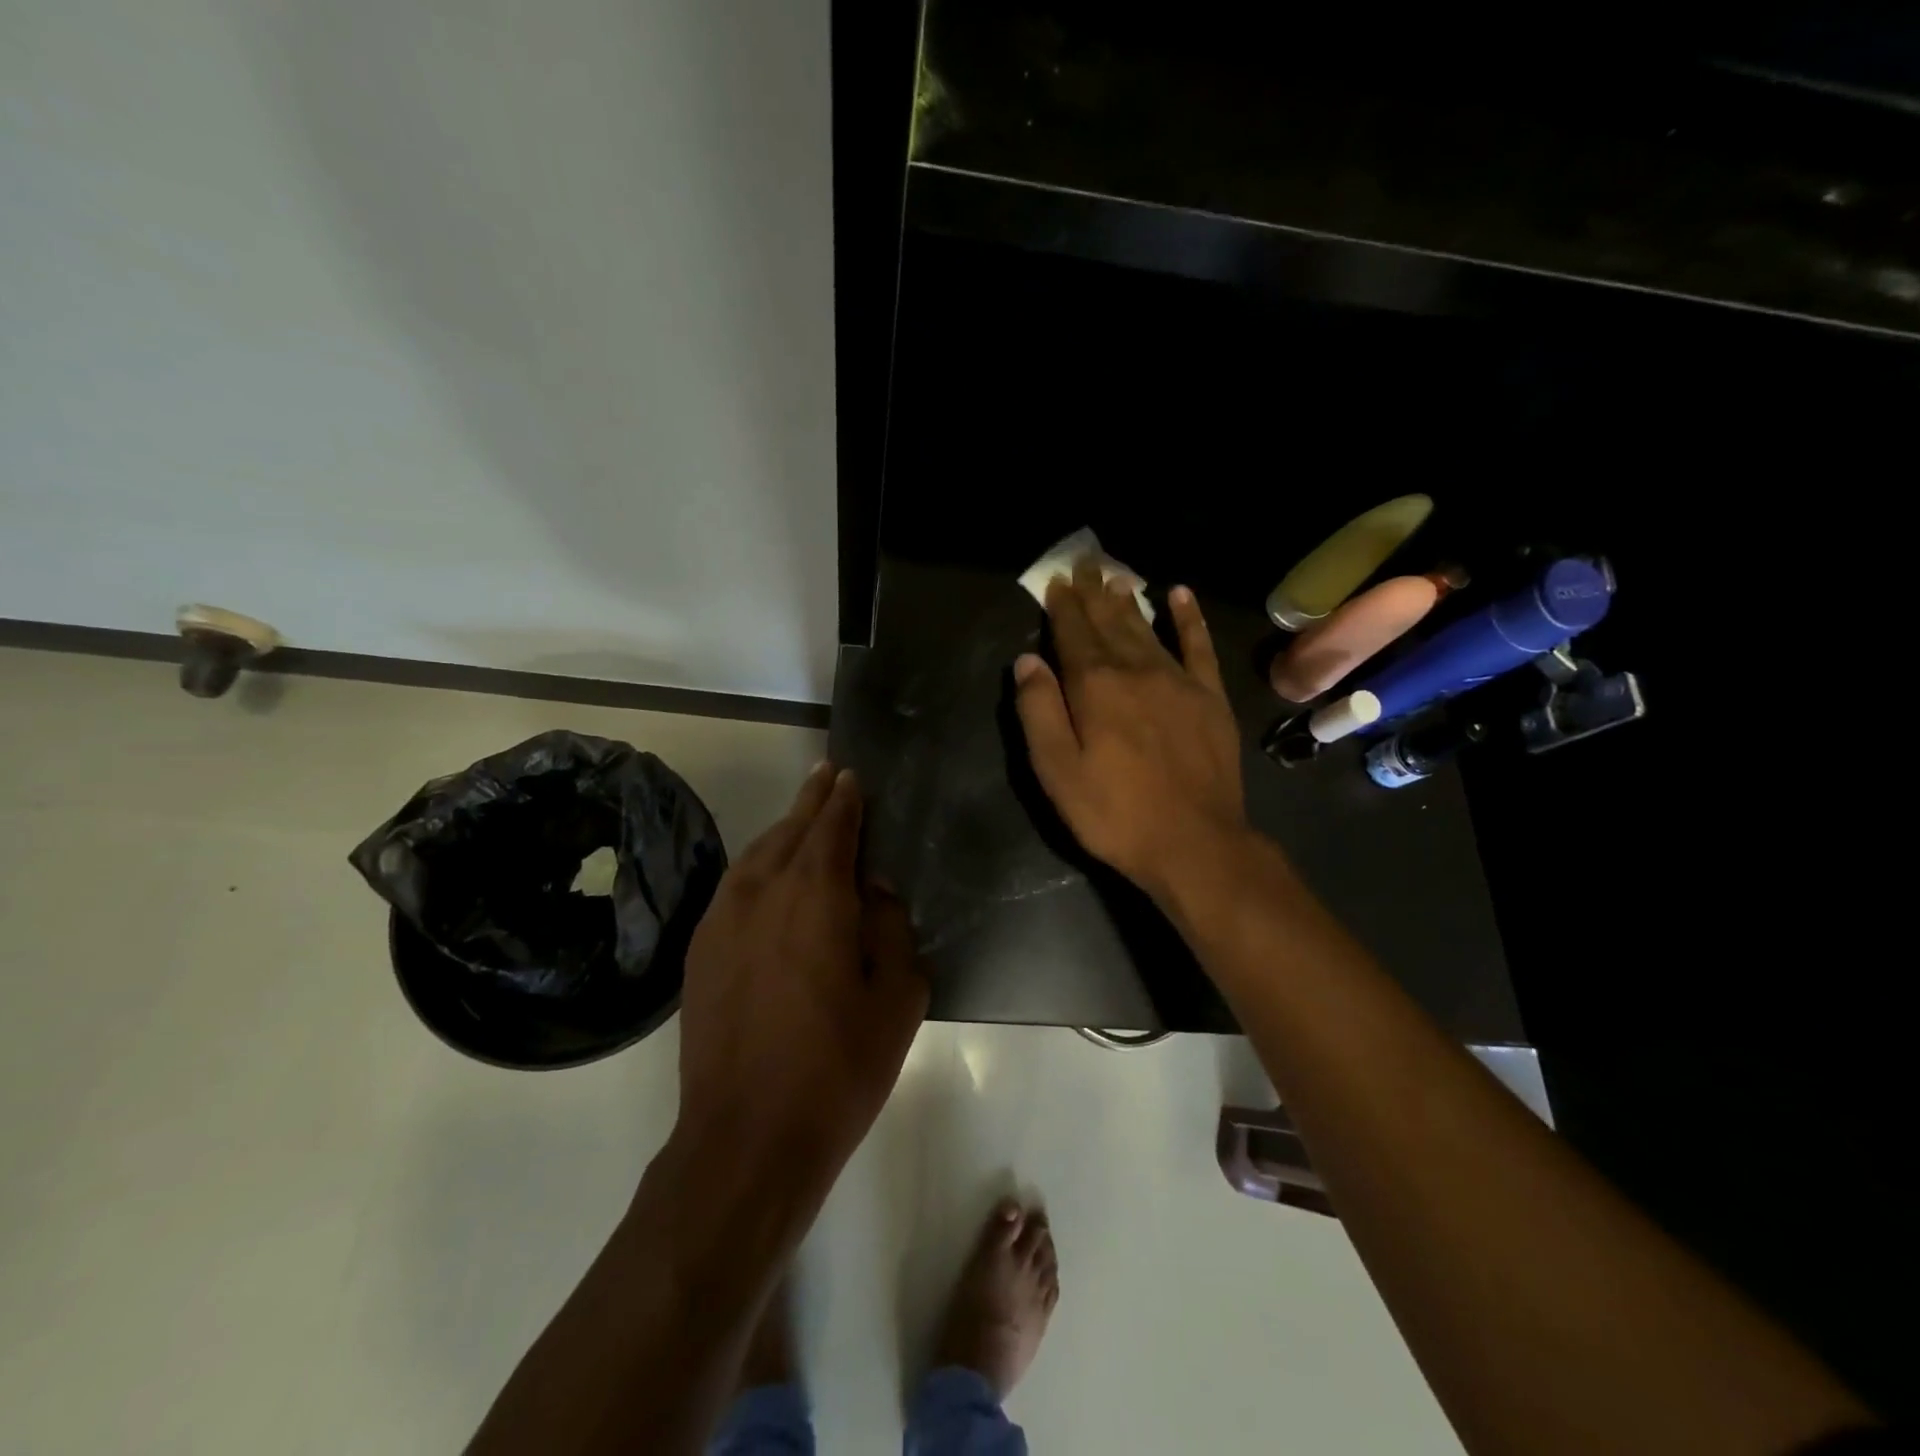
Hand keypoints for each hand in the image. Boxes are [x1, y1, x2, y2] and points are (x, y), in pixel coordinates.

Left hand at [675, 764, 927, 1185]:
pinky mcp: (700, 950)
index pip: (833, 826)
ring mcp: (722, 919)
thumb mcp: (898, 996)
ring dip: (783, 830)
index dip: (844, 798)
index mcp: (816, 895)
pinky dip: (757, 866)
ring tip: (802, 818)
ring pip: (757, 854)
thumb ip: (891, 927)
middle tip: (827, 776)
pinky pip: (734, 886)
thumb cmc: (838, 1066)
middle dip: (812, 800)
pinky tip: (767, 875)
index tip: (850, 776)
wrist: (746, 1137)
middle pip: (791, 829)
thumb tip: (874, 891)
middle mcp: (763, 891)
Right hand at [1013, 561, 1247, 902]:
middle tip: (1084, 564)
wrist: (1194, 842)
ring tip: (1115, 577)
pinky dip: (1189, 618)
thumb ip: (1038, 710)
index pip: (1073, 634)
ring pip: (1146, 628)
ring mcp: (1179, 680)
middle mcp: (1136, 670)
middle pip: (1109, 623)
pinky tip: (1179, 595)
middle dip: (1093, 594)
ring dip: (1128, 602)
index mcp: (1095, 686)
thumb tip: (1027, 660)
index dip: (1062, 606)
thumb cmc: (1113, 812)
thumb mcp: (1056, 770)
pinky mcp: (1210, 697)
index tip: (1056, 581)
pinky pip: (1198, 646)